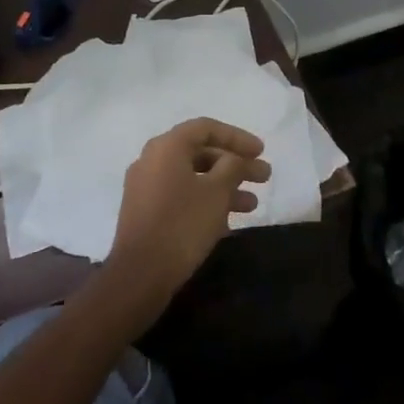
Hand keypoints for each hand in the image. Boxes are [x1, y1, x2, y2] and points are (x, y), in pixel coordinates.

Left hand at [106, 117, 270, 311]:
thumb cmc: (183, 224)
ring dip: (225, 187)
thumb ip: (232, 166)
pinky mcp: (145, 212)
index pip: (206, 128)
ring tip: (253, 205)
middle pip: (201, 153)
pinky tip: (229, 222)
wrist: (140, 275)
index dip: (237, 137)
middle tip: (264, 177)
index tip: (261, 151)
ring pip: (193, 177)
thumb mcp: (217, 192)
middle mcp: (152, 159)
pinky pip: (181, 196)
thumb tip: (234, 159)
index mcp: (167, 146)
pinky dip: (205, 202)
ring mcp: (146, 187)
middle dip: (235, 165)